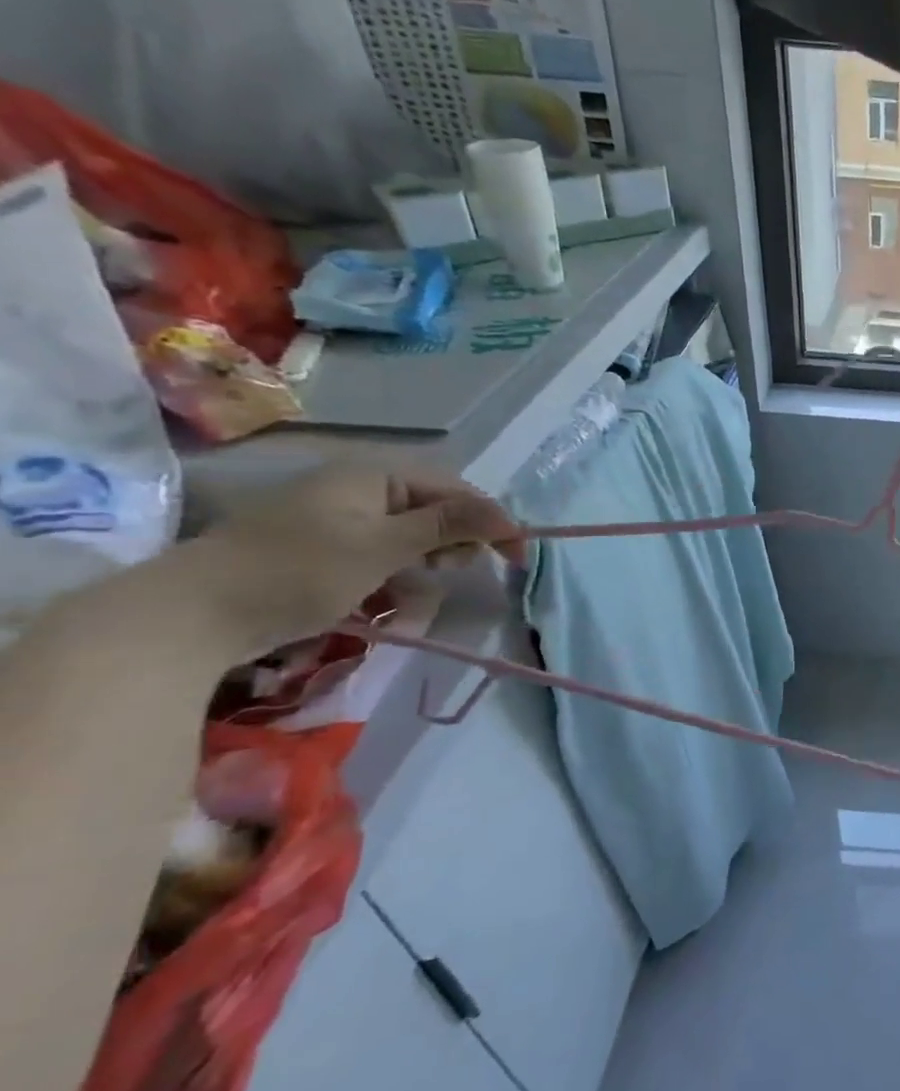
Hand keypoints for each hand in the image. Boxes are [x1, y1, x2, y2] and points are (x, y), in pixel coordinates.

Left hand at [189, 465, 521, 659]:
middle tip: (450, 573)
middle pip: (433, 513)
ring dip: (421, 571)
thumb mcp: (384, 547)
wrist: (190, 614)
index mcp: (373, 475)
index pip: (455, 491)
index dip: (490, 521)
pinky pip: (378, 560)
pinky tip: (384, 605)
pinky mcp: (319, 551)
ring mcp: (335, 520)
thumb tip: (507, 514)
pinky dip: (391, 581)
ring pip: (408, 541)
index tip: (517, 558)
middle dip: (451, 546)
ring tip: (408, 598)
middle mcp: (357, 489)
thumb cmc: (298, 571)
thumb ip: (449, 526)